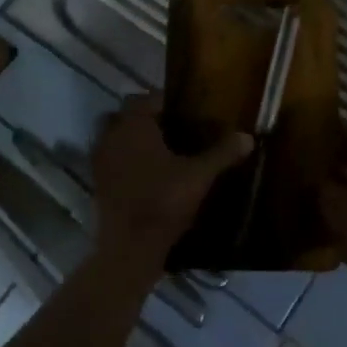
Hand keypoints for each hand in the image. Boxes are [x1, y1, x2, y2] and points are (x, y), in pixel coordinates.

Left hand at [92, 93, 250, 274]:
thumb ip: (222, 153)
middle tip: (175, 131)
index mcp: (134, 125)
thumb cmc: (164, 202)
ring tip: (162, 153)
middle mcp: (111, 136)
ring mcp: (100, 161)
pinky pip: (112, 161)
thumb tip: (247, 137)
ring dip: (134, 141)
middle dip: (148, 120)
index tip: (188, 112)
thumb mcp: (199, 176)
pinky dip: (126, 162)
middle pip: (128, 115)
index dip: (168, 102)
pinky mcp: (98, 183)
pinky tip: (149, 175)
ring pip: (116, 138)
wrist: (130, 248)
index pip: (148, 98)